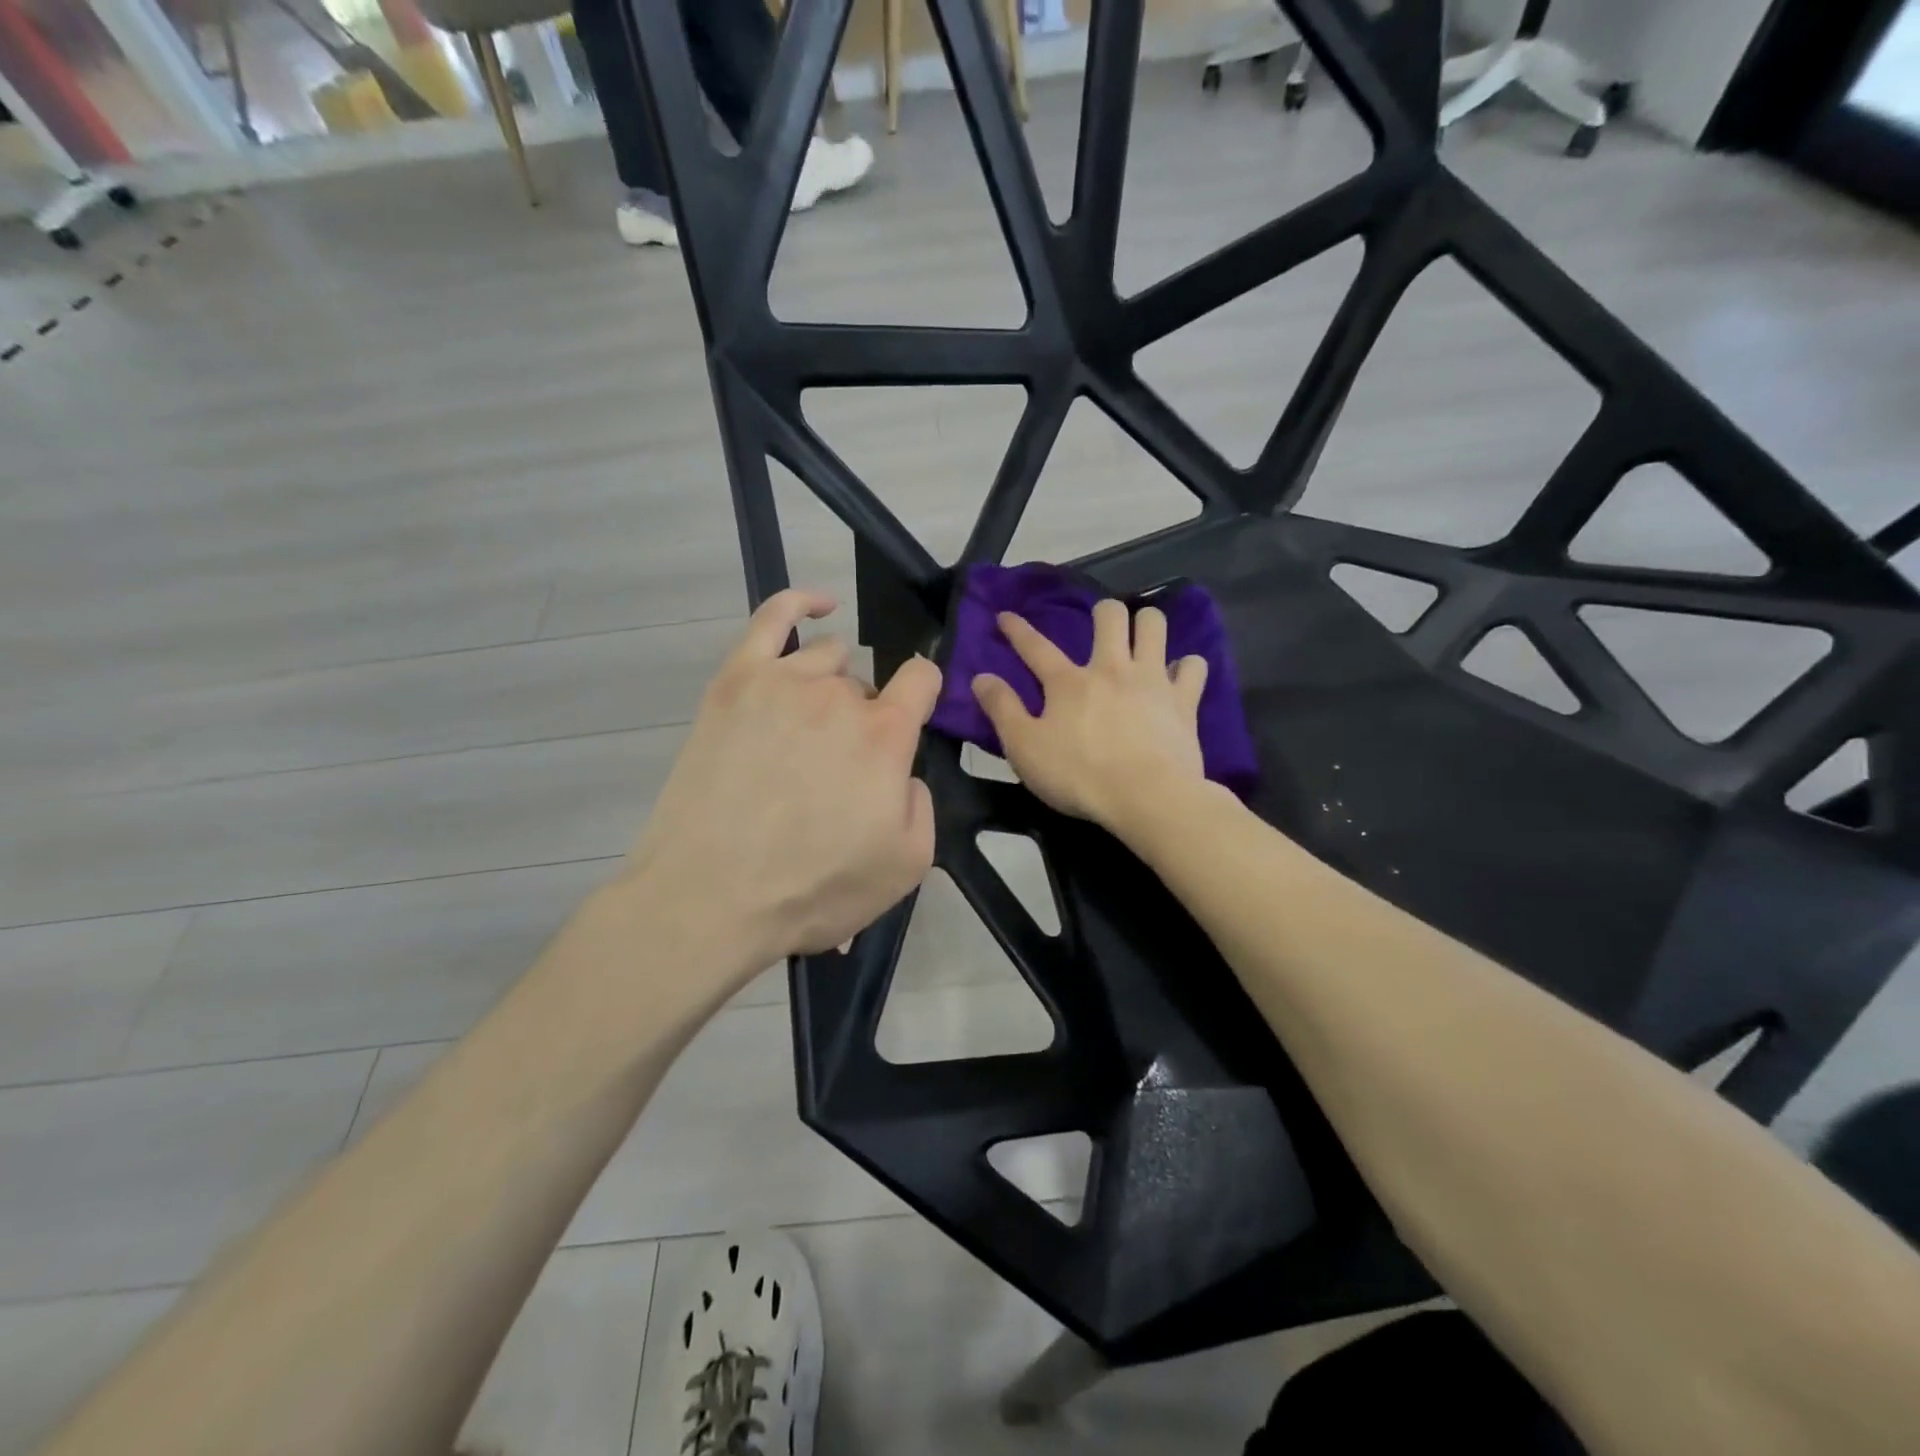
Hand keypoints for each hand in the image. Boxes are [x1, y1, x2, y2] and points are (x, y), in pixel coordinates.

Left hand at [624, 590, 940, 972]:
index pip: (921, 680)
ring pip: (828, 658)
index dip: (924, 695)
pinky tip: (818, 606)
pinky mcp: (734, 682)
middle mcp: (839, 696)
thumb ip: (921, 804)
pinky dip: (800, 604)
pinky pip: (773, 619)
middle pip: (867, 684)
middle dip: (866, 718)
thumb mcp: (906, 866)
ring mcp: (783, 682)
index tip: (914, 719)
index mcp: (885, 736)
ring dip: (833, 685)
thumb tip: (903, 773)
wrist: (710, 899)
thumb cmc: (813, 890)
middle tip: (839, 771)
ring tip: (811, 730)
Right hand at [971, 598, 1210, 835]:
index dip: (1017, 630)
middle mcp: (1111, 668)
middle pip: (1110, 616)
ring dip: (1147, 625)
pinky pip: (1193, 666)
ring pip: (1155, 625)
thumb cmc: (1078, 776)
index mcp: (1068, 683)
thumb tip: (980, 677)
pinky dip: (1186, 667)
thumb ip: (1002, 710)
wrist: (1147, 797)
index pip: (1036, 647)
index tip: (1006, 616)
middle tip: (1101, 629)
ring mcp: (1152, 680)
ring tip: (1141, 639)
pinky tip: (1178, 677)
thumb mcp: (1024, 748)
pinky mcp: (1184, 700)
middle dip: (1103, 613)